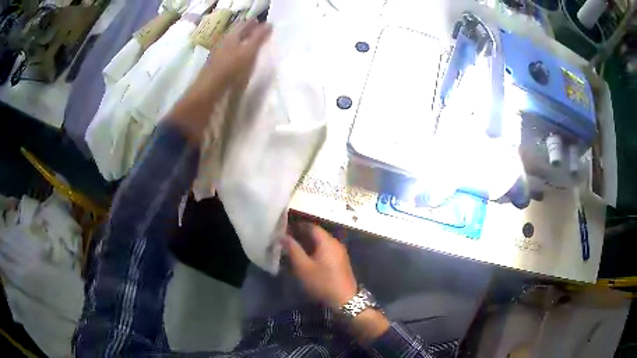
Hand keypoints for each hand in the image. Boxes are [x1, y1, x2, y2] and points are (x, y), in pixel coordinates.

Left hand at [203, 19, 272, 88]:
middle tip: (259, 32)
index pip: (244, 24)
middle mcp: (223, 42)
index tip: (264, 23)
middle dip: (248, 31)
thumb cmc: (231, 68)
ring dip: (242, 42)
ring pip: (232, 43)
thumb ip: (259, 37)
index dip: (254, 22)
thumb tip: (269, 24)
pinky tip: (240, 58)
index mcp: (231, 36)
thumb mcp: (248, 51)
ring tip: (252, 45)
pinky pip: (229, 54)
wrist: (209, 90)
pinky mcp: (216, 65)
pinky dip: (237, 52)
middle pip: (237, 33)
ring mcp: (218, 54)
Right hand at [283, 224, 357, 309]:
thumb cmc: (322, 282)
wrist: (344, 300)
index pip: (311, 226)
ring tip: (293, 248)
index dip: (297, 225)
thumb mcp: (303, 267)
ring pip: (320, 242)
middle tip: (286, 239)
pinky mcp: (340, 261)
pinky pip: (325, 250)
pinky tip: (305, 258)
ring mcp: (339, 252)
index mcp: (327, 241)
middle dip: (301, 234)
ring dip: (307, 243)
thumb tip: (283, 235)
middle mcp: (335, 243)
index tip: (284, 228)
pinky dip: (314, 250)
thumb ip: (292, 249)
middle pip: (316, 233)